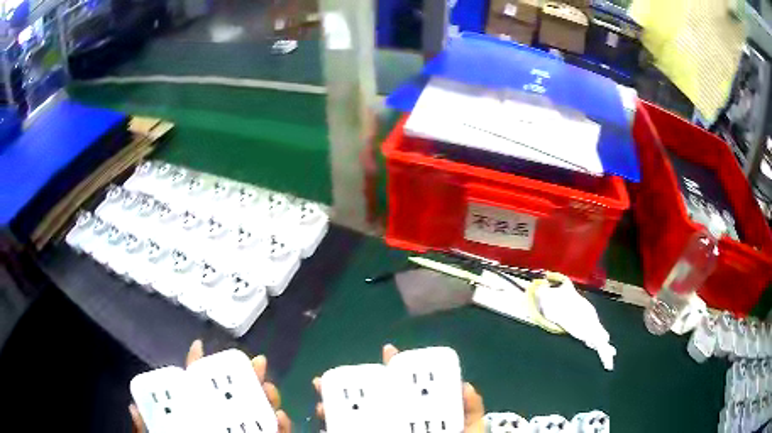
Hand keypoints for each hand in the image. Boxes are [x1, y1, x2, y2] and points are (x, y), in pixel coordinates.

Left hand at [129, 340, 291, 432]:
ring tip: (268, 388)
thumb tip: (133, 407)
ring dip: (267, 396)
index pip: (195, 389)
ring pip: (259, 412)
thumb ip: (149, 430)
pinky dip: (283, 425)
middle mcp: (219, 423)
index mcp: (195, 418)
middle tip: (256, 363)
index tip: (200, 346)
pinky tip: (281, 417)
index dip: (196, 366)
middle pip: (234, 396)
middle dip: (246, 376)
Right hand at [312, 344, 485, 432]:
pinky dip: (332, 426)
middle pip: (371, 399)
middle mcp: (396, 421)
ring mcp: (379, 430)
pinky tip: (324, 422)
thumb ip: (471, 410)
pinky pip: (345, 432)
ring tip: (321, 398)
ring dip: (333, 406)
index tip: (388, 351)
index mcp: (419, 414)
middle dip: (350, 385)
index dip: (396, 369)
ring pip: (352, 417)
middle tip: (331, 376)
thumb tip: (465, 386)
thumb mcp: (470, 430)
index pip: (405, 388)